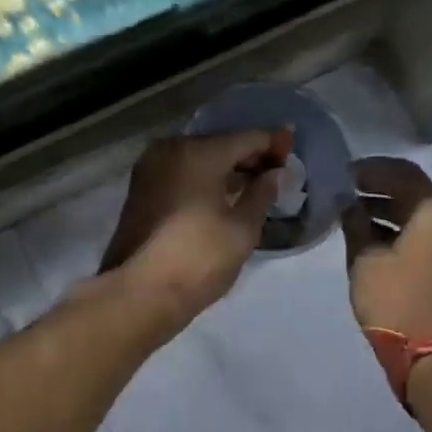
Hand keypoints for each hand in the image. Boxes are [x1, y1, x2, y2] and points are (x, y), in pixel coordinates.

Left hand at [97, 130, 290, 329]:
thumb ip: (262, 194)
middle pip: (218, 144)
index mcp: (198, 152)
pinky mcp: (139, 190)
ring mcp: (149, 169)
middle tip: (275, 170)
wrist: (140, 293)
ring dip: (224, 168)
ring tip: (252, 185)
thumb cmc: (199, 257)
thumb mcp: (242, 229)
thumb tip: (274, 174)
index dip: (272, 143)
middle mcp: (170, 150)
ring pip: (197, 159)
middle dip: (247, 155)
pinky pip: (180, 173)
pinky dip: (203, 178)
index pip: (245, 139)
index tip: (291, 148)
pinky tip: (221, 195)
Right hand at [342, 157, 431, 339]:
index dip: (373, 170)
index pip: (405, 174)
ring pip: (416, 214)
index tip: (345, 173)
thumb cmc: (394, 298)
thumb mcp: (365, 257)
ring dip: (385, 208)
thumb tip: (347, 203)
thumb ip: (355, 223)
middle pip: (413, 192)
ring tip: (350, 210)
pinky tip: (366, 232)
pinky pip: (421, 233)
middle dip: (378, 187)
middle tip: (345, 189)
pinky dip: (395, 227)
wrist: (426, 351)